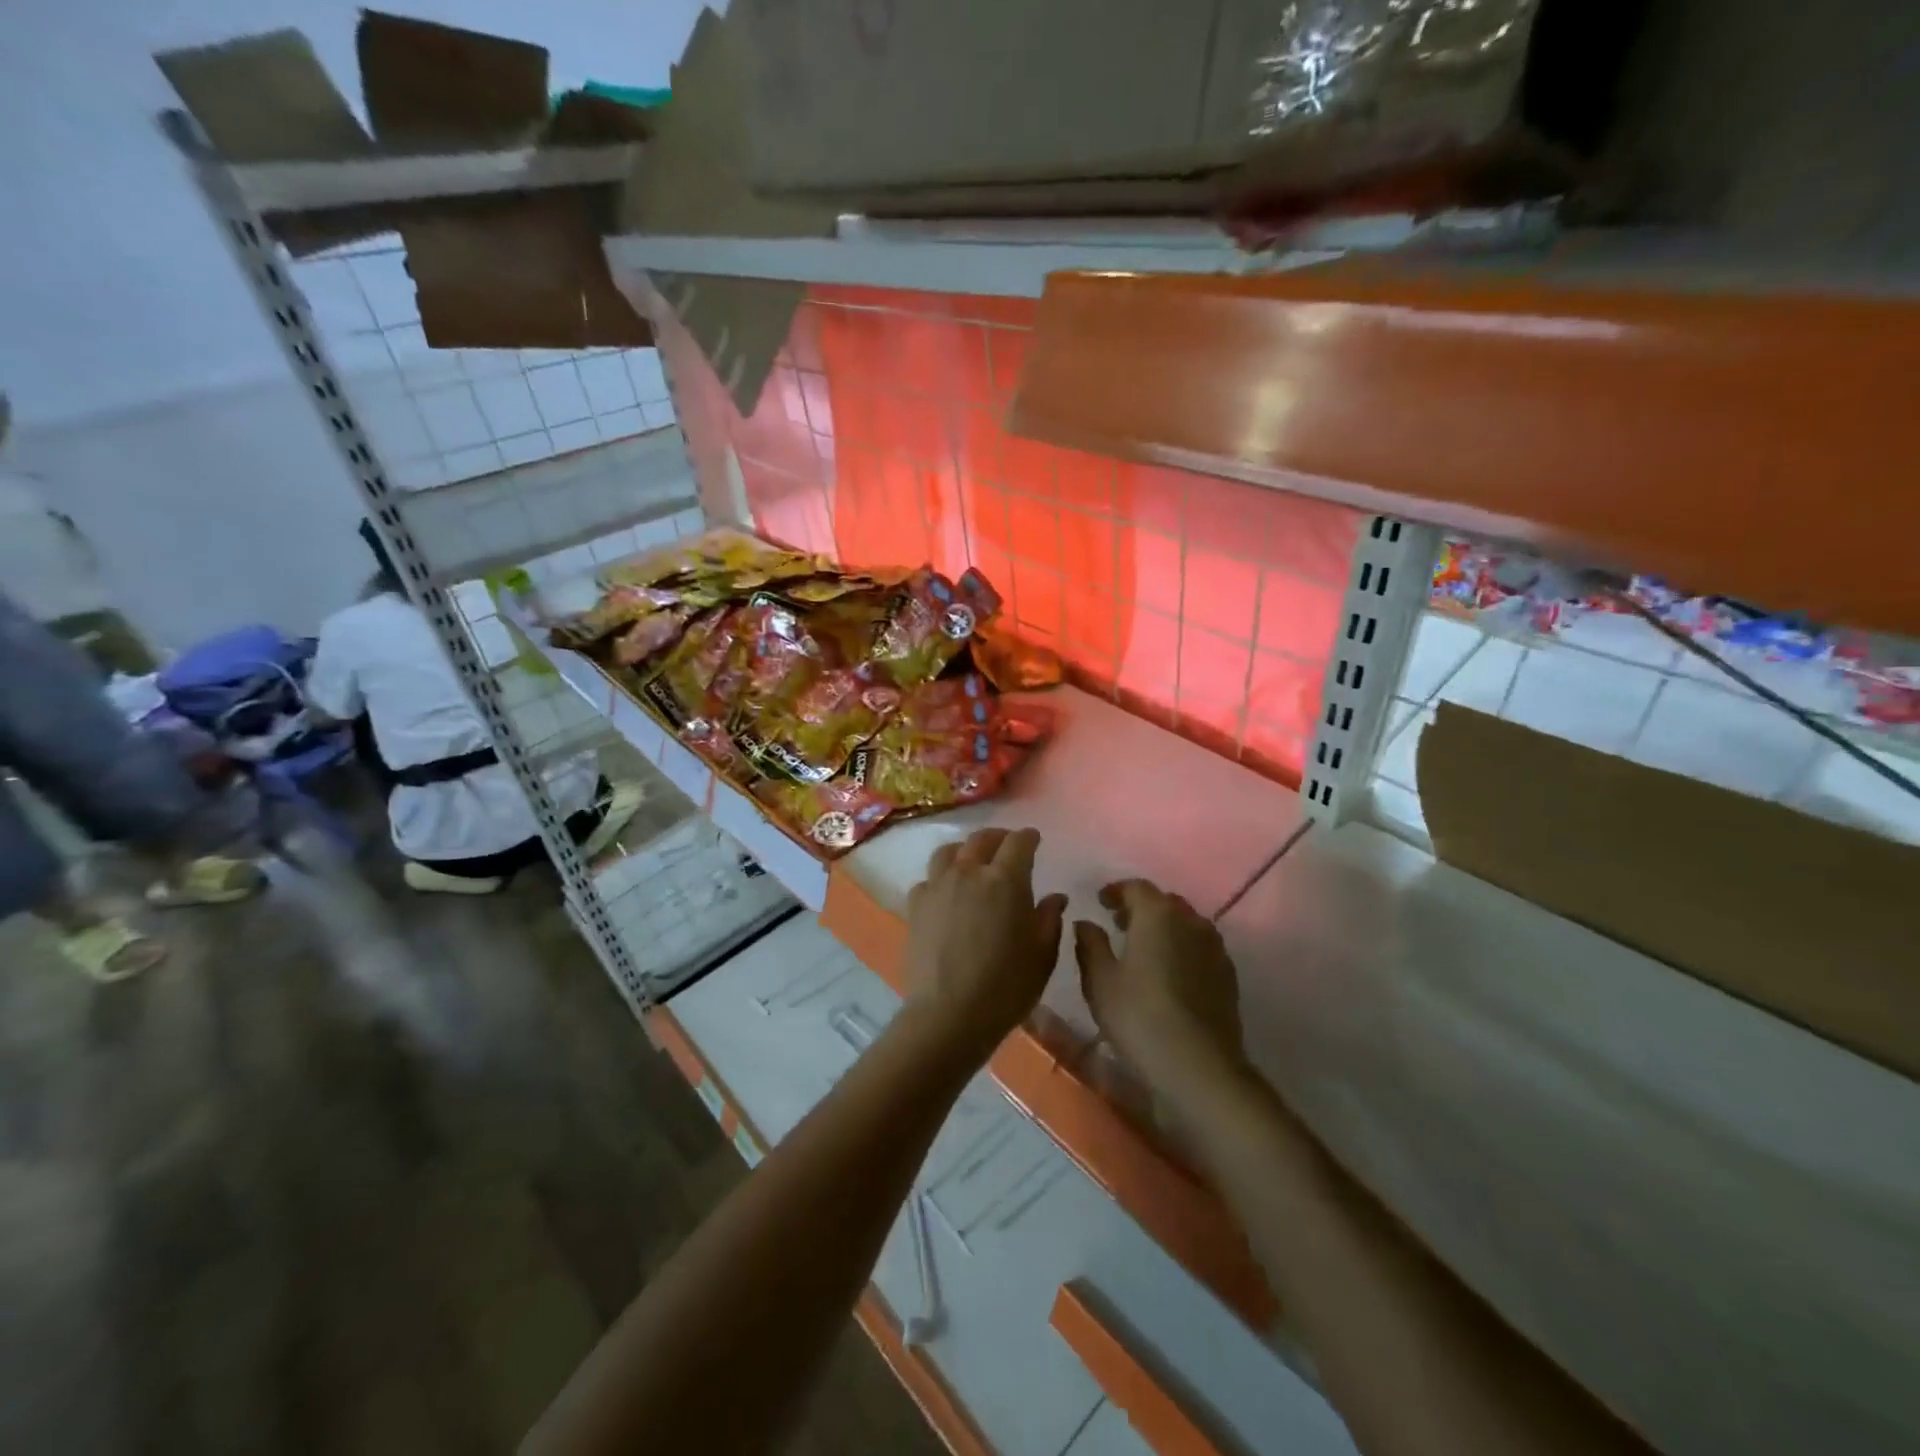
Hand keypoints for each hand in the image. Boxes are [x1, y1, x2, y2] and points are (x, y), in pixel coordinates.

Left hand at [902, 828, 1066, 1062]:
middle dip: (998, 838)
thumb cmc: (1006, 987)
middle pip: (981, 839)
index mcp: (1005, 880)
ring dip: (964, 850)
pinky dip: (940, 879)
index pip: (1018, 843)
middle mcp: (969, 873)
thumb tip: (1054, 898)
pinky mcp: (915, 905)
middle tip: (1006, 845)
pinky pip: (928, 880)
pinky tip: (945, 893)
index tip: (1034, 839)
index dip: (1028, 837)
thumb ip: (1049, 920)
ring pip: (949, 852)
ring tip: (972, 861)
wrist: (949, 1014)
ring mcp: (937, 886)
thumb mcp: (1042, 956)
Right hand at [1073, 880, 1246, 1101]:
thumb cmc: (1139, 1017)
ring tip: (1144, 949)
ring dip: (1163, 928)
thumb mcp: (1100, 980)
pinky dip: (1182, 948)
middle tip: (1119, 925)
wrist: (1200, 1066)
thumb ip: (1090, 944)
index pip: (1135, 887)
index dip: (1115, 891)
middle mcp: (1190, 920)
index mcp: (1157, 914)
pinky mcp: (1227, 973)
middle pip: (1163, 902)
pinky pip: (1200, 947)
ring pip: (1185, 923)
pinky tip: (1169, 973)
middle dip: (1140, 908)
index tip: (1100, 903)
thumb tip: (1086, 922)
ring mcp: (1214, 947)